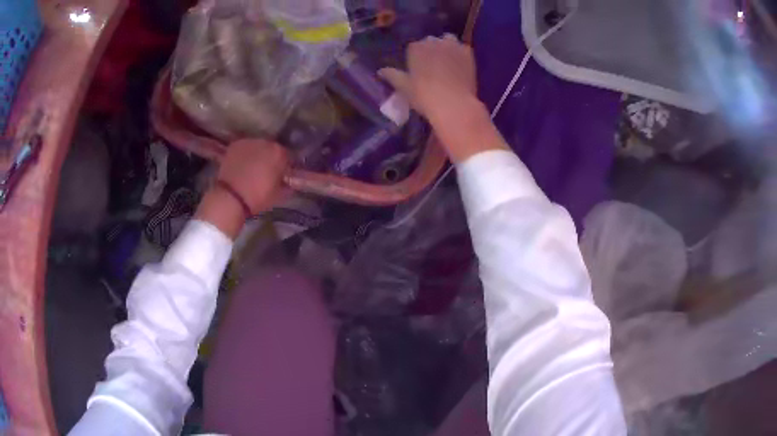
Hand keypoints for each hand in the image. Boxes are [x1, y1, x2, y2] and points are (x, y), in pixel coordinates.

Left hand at [216, 139, 288, 213]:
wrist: (231, 197)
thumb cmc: (258, 197)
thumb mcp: (279, 195)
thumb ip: (287, 184)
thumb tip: (288, 181)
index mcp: (279, 153)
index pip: (287, 156)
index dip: (284, 166)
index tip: (281, 175)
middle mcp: (266, 142)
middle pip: (271, 148)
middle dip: (269, 158)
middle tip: (265, 171)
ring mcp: (249, 142)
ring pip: (256, 147)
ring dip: (256, 154)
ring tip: (251, 168)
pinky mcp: (235, 145)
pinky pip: (244, 148)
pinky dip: (244, 154)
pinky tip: (241, 165)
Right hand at [379, 34, 477, 123]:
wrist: (453, 104)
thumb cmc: (424, 96)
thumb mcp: (404, 87)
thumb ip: (392, 76)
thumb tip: (380, 71)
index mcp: (415, 48)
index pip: (414, 47)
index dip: (417, 58)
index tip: (419, 69)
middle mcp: (433, 41)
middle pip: (431, 42)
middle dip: (432, 50)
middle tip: (434, 67)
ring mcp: (452, 45)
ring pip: (448, 40)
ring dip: (447, 47)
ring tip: (448, 62)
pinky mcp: (467, 52)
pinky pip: (463, 48)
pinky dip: (461, 54)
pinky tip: (461, 65)